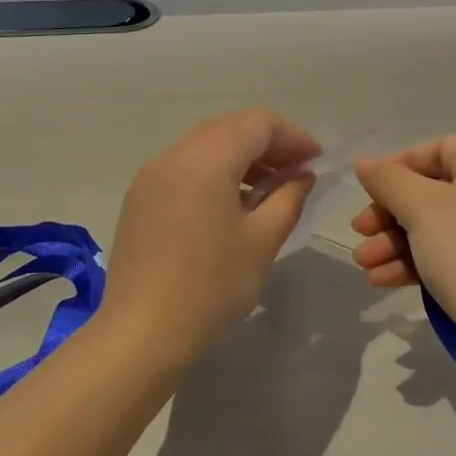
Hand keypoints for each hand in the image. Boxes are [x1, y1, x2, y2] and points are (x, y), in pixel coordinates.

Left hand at [102, 109, 320, 355]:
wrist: (142, 332)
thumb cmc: (211, 285)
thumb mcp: (262, 240)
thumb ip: (288, 197)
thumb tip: (301, 176)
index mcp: (206, 159)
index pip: (258, 123)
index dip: (293, 136)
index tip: (316, 161)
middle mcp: (174, 155)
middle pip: (229, 128)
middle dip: (267, 143)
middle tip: (296, 172)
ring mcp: (151, 176)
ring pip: (204, 145)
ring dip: (240, 156)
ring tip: (267, 190)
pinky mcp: (140, 198)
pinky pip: (184, 167)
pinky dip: (214, 172)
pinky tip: (230, 204)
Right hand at [350, 136, 455, 355]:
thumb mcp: (420, 207)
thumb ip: (387, 179)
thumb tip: (363, 162)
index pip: (438, 149)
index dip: (398, 167)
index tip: (369, 191)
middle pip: (432, 190)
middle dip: (389, 214)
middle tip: (359, 231)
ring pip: (436, 225)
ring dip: (394, 242)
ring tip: (364, 263)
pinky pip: (449, 252)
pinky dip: (416, 261)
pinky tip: (381, 280)